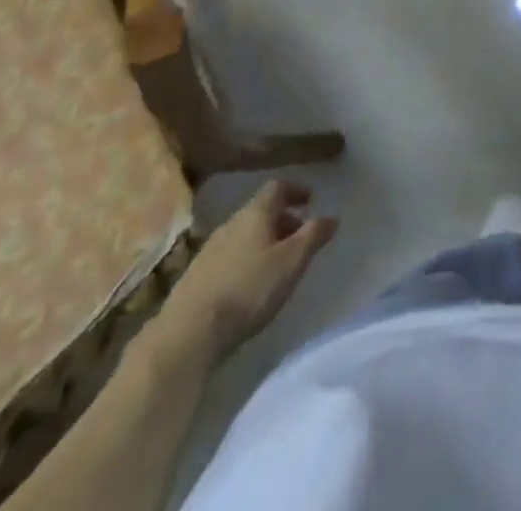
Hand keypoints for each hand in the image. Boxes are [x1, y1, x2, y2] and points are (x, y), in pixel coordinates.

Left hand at [159, 181, 337, 354]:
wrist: (188, 332)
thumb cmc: (248, 290)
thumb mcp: (291, 263)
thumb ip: (313, 237)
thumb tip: (332, 216)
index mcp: (255, 213)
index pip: (277, 187)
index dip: (295, 190)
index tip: (309, 200)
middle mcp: (231, 223)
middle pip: (260, 211)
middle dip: (281, 219)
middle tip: (298, 237)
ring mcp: (210, 248)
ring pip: (243, 233)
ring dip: (263, 240)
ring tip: (276, 263)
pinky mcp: (196, 275)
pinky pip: (228, 255)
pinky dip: (244, 259)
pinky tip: (248, 284)